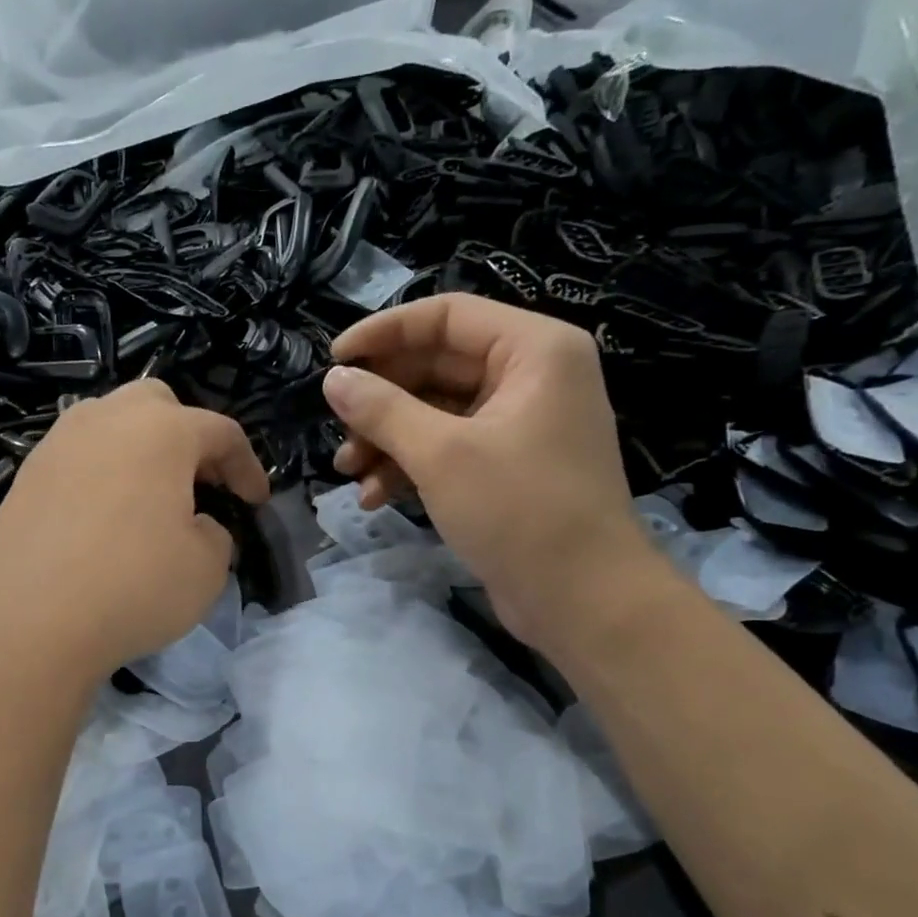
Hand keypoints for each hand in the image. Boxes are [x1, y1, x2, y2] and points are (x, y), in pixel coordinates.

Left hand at [0, 379, 271, 680]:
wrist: (27, 623)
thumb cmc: (133, 586)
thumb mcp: (207, 568)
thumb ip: (215, 533)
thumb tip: (195, 525)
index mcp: (161, 430)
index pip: (221, 432)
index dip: (247, 467)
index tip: (255, 502)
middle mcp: (106, 419)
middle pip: (158, 405)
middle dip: (187, 436)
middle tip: (198, 485)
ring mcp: (58, 443)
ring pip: (110, 424)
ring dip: (139, 450)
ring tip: (149, 497)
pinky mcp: (26, 475)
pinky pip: (77, 457)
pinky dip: (101, 474)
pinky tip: (103, 518)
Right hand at [326, 293, 653, 650]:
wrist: (583, 601)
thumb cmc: (520, 511)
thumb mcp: (441, 454)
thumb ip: (382, 409)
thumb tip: (334, 380)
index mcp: (534, 350)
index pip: (447, 316)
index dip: (384, 332)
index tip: (334, 361)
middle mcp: (531, 376)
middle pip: (437, 365)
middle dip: (382, 400)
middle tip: (337, 428)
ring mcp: (520, 424)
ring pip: (436, 411)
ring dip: (388, 438)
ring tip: (348, 470)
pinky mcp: (507, 466)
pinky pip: (449, 448)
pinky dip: (411, 466)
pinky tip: (374, 496)